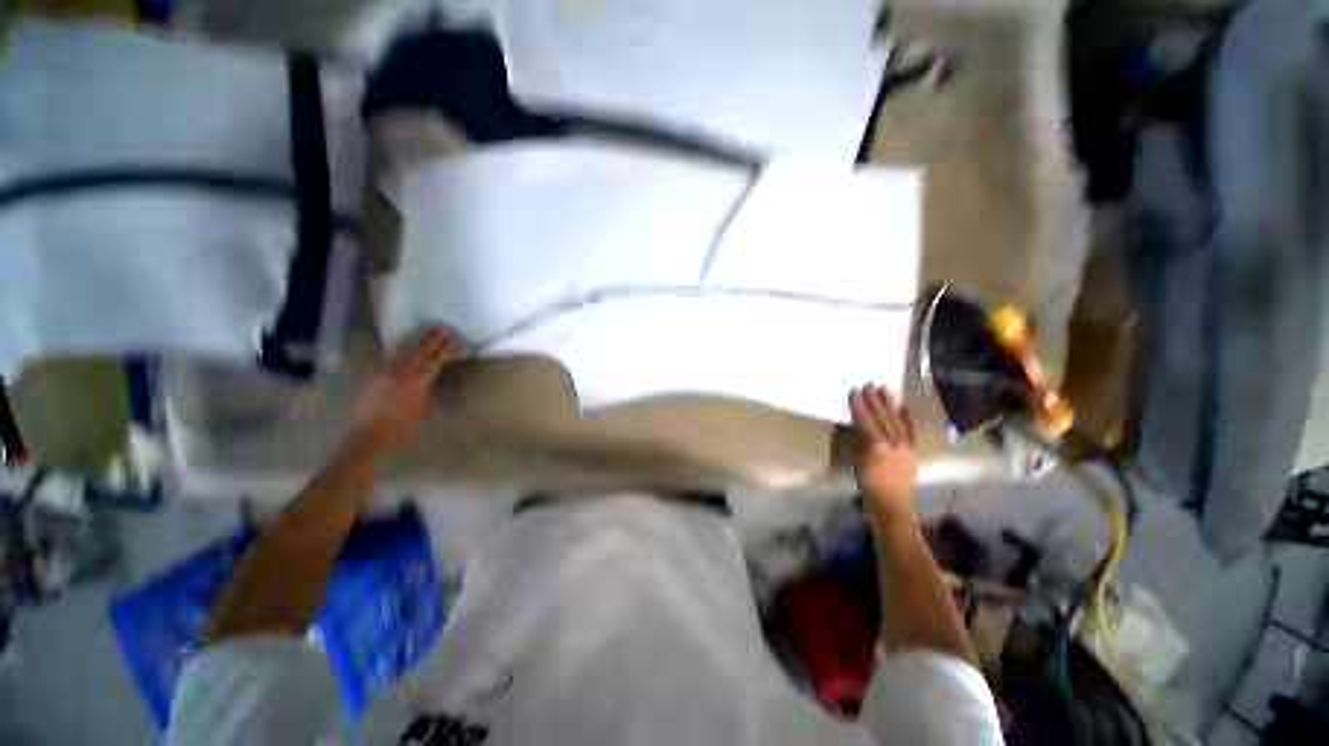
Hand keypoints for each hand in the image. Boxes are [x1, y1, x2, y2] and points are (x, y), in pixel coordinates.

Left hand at [349, 328, 463, 455]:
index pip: (435, 361)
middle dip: (433, 339)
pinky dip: (399, 348)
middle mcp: (401, 372)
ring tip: (426, 330)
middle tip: (443, 328)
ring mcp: (385, 372)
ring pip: (404, 350)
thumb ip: (428, 392)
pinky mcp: (373, 376)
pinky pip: (389, 356)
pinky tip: (402, 343)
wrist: (367, 437)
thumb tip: (431, 380)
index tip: (456, 342)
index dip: (446, 350)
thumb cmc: (402, 429)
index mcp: (417, 382)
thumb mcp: (423, 411)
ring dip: (417, 339)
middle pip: (420, 351)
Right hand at [849, 384, 918, 523]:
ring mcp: (906, 445)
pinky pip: (912, 431)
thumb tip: (861, 427)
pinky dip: (908, 418)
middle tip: (868, 385)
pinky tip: (904, 407)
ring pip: (896, 420)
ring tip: (885, 389)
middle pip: (882, 416)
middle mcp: (893, 441)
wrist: (891, 502)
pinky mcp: (913, 450)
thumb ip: (861, 442)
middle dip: (874, 400)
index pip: (866, 419)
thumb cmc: (869, 483)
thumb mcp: (858, 460)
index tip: (854, 391)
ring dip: (890, 404)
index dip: (859, 405)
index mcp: (877, 444)